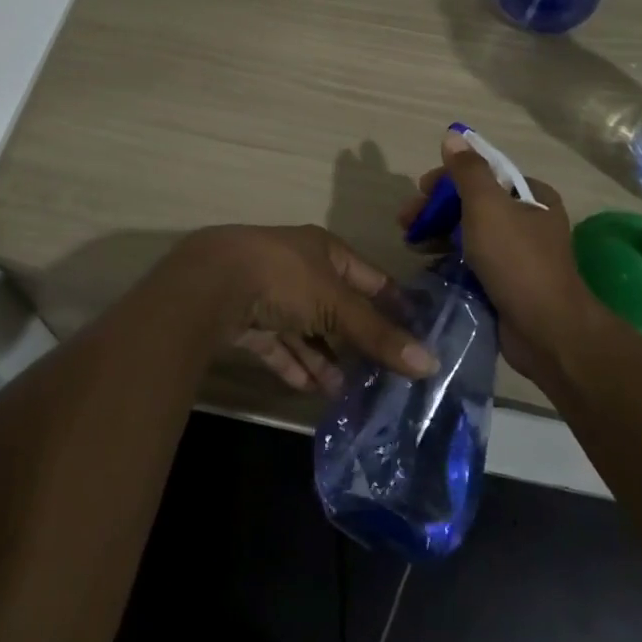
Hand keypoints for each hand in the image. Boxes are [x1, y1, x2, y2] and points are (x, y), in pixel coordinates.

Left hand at [167, 225, 436, 393]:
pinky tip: (314, 390)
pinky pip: (280, 346)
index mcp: (324, 250)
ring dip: (326, 358)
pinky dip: (296, 365)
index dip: (392, 304)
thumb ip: (377, 334)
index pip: (368, 277)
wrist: (210, 284)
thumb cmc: (283, 278)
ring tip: (350, 392)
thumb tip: (430, 362)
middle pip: (337, 306)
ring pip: (307, 330)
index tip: (417, 336)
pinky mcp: (248, 321)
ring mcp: (271, 294)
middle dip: (358, 339)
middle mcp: (299, 268)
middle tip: (386, 375)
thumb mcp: (335, 304)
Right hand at [397, 130, 594, 375]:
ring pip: (470, 232)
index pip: (483, 173)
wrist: (546, 331)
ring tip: (412, 243)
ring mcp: (518, 253)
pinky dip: (449, 257)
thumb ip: (468, 170)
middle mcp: (528, 220)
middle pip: (473, 202)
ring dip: (439, 232)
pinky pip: (472, 260)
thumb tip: (453, 135)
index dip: (447, 178)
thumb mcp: (487, 207)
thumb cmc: (516, 260)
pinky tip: (429, 262)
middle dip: (437, 208)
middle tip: (407, 220)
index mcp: (531, 196)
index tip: (419, 191)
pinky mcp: (507, 282)